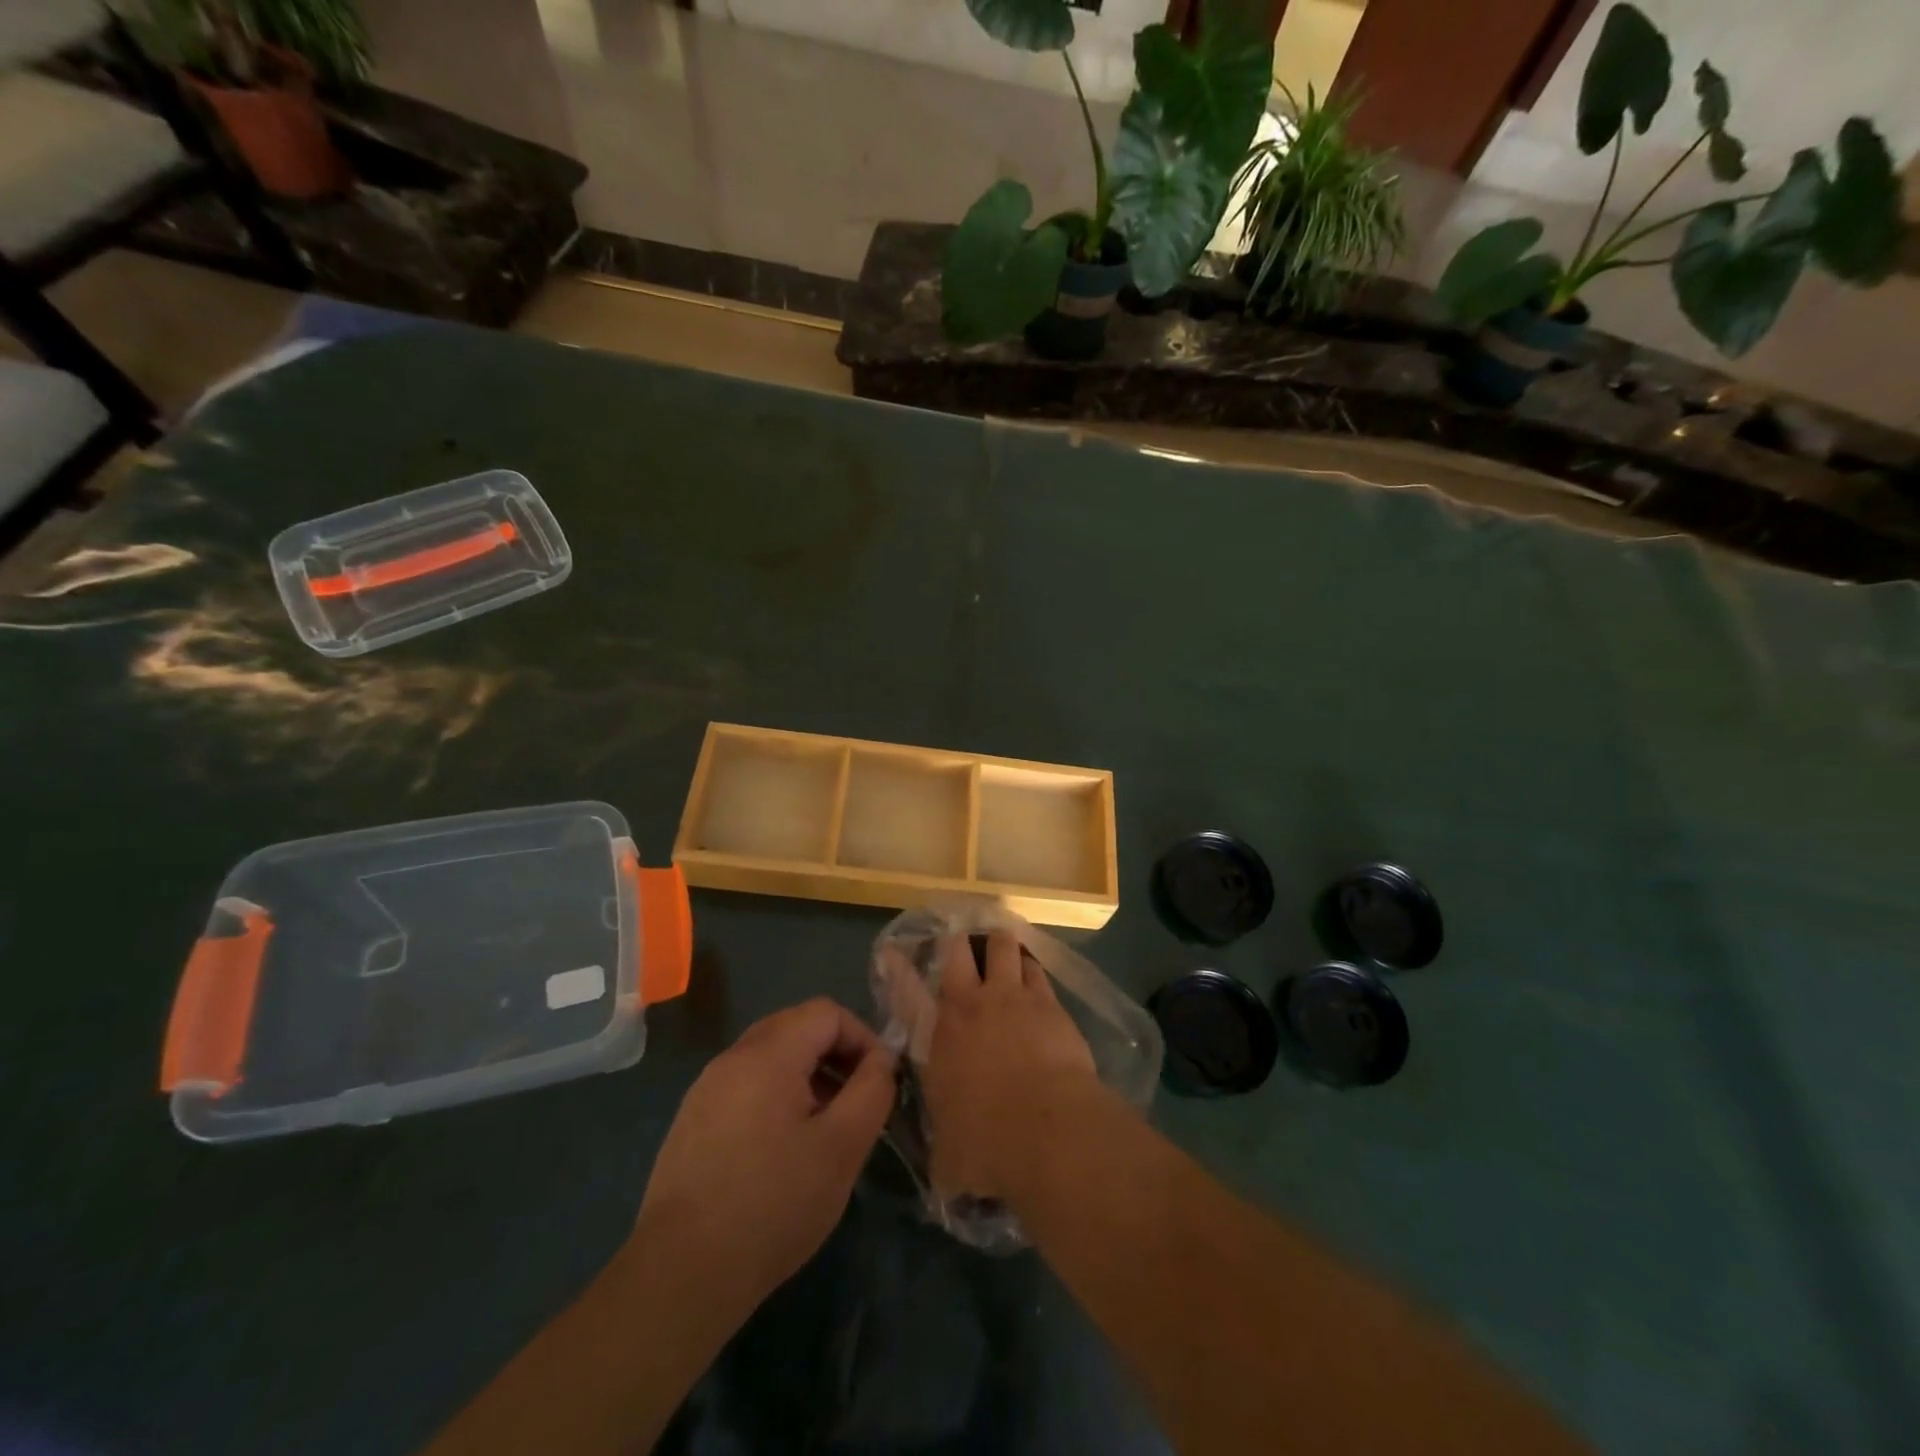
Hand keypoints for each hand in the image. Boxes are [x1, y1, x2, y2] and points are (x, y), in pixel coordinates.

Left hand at [634, 998, 896, 1318]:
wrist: (681, 1275)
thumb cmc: (773, 1204)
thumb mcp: (842, 1147)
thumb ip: (872, 1090)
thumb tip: (882, 1059)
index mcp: (768, 1053)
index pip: (826, 1012)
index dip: (862, 1038)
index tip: (878, 1083)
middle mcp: (732, 1058)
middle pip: (796, 1027)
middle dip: (835, 1055)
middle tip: (856, 1101)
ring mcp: (706, 1089)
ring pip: (770, 1058)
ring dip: (807, 1078)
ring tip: (825, 1129)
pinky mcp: (692, 1122)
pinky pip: (745, 1086)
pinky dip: (776, 1098)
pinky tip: (783, 1151)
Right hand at [920, 932, 1097, 1201]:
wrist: (1045, 1128)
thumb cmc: (986, 1146)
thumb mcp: (948, 1158)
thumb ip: (943, 1154)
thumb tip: (943, 1175)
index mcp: (938, 1039)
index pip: (907, 994)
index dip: (898, 969)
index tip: (892, 952)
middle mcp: (970, 1006)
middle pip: (958, 951)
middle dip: (957, 943)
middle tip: (960, 941)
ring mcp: (1012, 997)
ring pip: (1002, 947)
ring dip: (1000, 945)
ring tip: (1002, 948)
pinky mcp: (1048, 1003)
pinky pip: (1037, 970)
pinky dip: (1032, 968)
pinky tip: (1034, 972)